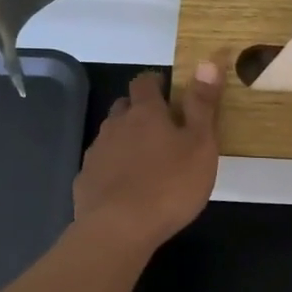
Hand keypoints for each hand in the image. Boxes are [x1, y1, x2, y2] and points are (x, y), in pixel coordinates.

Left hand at [73, 64, 221, 252]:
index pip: (145, 82)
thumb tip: (207, 62)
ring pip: (111, 135)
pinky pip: (101, 165)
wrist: (119, 229)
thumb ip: (203, 104)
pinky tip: (125, 188)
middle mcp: (116, 125)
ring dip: (126, 140)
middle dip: (139, 111)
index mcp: (146, 113)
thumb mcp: (201, 145)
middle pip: (124, 107)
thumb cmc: (170, 185)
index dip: (156, 83)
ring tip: (145, 161)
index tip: (169, 92)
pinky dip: (112, 169)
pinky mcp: (85, 180)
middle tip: (162, 129)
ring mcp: (97, 153)